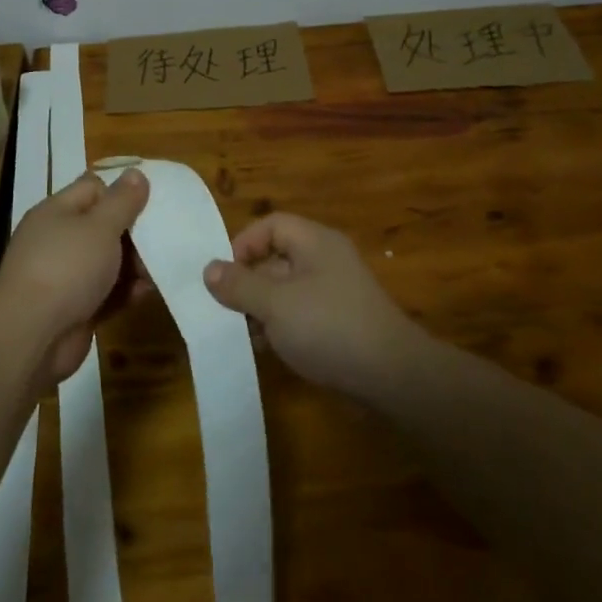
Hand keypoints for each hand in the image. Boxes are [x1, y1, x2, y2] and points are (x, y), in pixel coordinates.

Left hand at [0, 168, 150, 385]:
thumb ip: (122, 201)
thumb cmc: (67, 267)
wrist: (32, 335)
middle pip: (102, 226)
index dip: (121, 191)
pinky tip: (146, 293)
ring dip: (134, 265)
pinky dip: (125, 292)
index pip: (93, 188)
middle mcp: (58, 240)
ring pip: (107, 262)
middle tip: (165, 236)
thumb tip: (136, 173)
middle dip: (134, 232)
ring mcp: (65, 277)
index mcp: (57, 212)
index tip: (153, 200)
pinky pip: (106, 294)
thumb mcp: (100, 226)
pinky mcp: (75, 309)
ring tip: (162, 267)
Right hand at [203, 213, 425, 395]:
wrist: (391, 376)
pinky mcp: (339, 323)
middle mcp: (326, 261)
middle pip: (276, 258)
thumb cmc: (329, 327)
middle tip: (225, 310)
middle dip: (248, 282)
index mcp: (315, 242)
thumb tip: (209, 268)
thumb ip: (240, 285)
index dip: (244, 243)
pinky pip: (301, 314)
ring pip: (286, 290)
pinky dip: (281, 326)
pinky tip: (266, 349)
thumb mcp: (275, 304)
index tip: (224, 275)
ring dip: (261, 309)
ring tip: (242, 334)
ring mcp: (335, 293)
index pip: (271, 225)